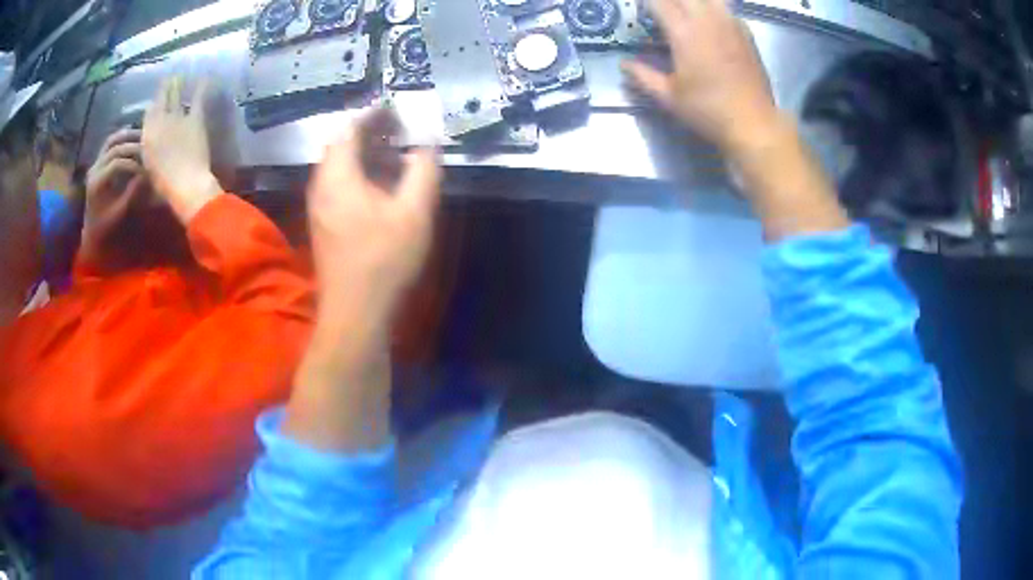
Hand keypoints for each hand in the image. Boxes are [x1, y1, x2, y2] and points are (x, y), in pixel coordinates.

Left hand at [80, 128, 145, 264]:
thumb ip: (130, 194)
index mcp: (96, 183)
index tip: (146, 171)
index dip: (133, 164)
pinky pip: (109, 142)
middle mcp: (94, 169)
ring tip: (143, 137)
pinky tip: (133, 133)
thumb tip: (145, 175)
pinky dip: (122, 135)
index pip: (117, 164)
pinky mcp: (98, 160)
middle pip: (115, 149)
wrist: (91, 228)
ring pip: (112, 140)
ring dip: (128, 136)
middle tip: (149, 149)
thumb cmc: (105, 224)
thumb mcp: (118, 214)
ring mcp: (96, 163)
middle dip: (133, 147)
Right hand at [142, 77, 220, 223]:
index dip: (152, 106)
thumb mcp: (148, 167)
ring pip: (177, 96)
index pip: (149, 113)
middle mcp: (160, 120)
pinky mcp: (195, 118)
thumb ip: (148, 150)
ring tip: (178, 76)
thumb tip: (148, 144)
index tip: (153, 100)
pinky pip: (198, 99)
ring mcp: (178, 117)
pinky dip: (201, 87)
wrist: (183, 181)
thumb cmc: (163, 183)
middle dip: (164, 89)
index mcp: (147, 134)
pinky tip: (205, 76)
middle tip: (167, 78)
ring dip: (177, 85)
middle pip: (162, 100)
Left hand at [307, 108, 441, 335]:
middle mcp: (321, 186)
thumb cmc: (384, 260)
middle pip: (339, 146)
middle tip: (396, 131)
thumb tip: (427, 145)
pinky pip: (335, 185)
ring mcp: (318, 207)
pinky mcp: (322, 225)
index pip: (350, 129)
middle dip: (366, 133)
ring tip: (390, 155)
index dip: (372, 116)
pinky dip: (355, 175)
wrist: (356, 311)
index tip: (395, 111)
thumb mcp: (415, 212)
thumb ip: (423, 171)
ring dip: (361, 154)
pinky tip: (377, 188)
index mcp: (338, 176)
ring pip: (336, 166)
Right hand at [624, 0, 778, 155]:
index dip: (646, 3)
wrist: (753, 123)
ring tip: (684, 12)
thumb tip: (624, 64)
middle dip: (668, 1)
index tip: (640, 9)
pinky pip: (725, 8)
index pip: (659, 2)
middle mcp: (708, 21)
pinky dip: (712, 8)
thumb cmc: (708, 111)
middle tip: (660, 12)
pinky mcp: (745, 33)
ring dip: (692, 2)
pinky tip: (708, 21)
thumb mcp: (669, 97)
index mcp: (685, 33)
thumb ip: (643, 76)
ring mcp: (730, 24)